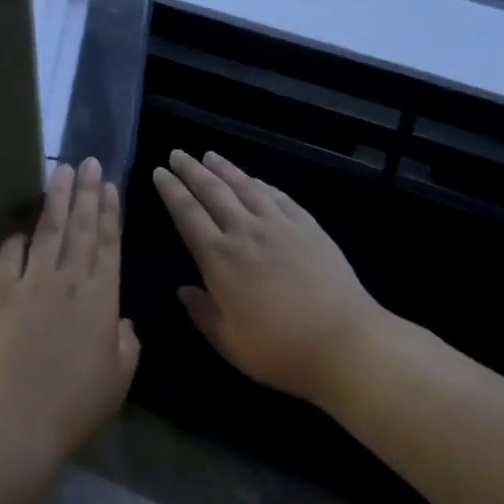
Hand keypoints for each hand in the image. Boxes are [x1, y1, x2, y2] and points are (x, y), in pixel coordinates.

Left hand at [0, 158, 140, 459]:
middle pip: (80, 226)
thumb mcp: (119, 375)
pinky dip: (16, 240)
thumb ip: (126, 343)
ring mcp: (32, 282)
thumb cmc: (77, 401)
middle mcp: (69, 279)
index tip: (110, 185)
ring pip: (48, 230)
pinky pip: (9, 256)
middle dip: (86, 191)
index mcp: (103, 296)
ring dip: (56, 199)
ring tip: (61, 171)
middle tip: (89, 161)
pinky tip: (21, 229)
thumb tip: (121, 323)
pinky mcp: (0, 292)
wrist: (19, 416)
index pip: (109, 243)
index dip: (110, 212)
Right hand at [152, 149, 383, 405]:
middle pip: (213, 191)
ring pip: (246, 187)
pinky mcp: (309, 227)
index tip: (160, 172)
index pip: (188, 214)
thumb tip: (183, 290)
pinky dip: (262, 184)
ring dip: (225, 169)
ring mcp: (280, 226)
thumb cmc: (279, 350)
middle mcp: (246, 232)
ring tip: (210, 155)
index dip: (172, 191)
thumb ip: (203, 313)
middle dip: (191, 170)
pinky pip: (279, 197)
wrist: (344, 342)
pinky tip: (256, 181)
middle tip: (177, 153)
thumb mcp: (229, 342)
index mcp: (219, 259)